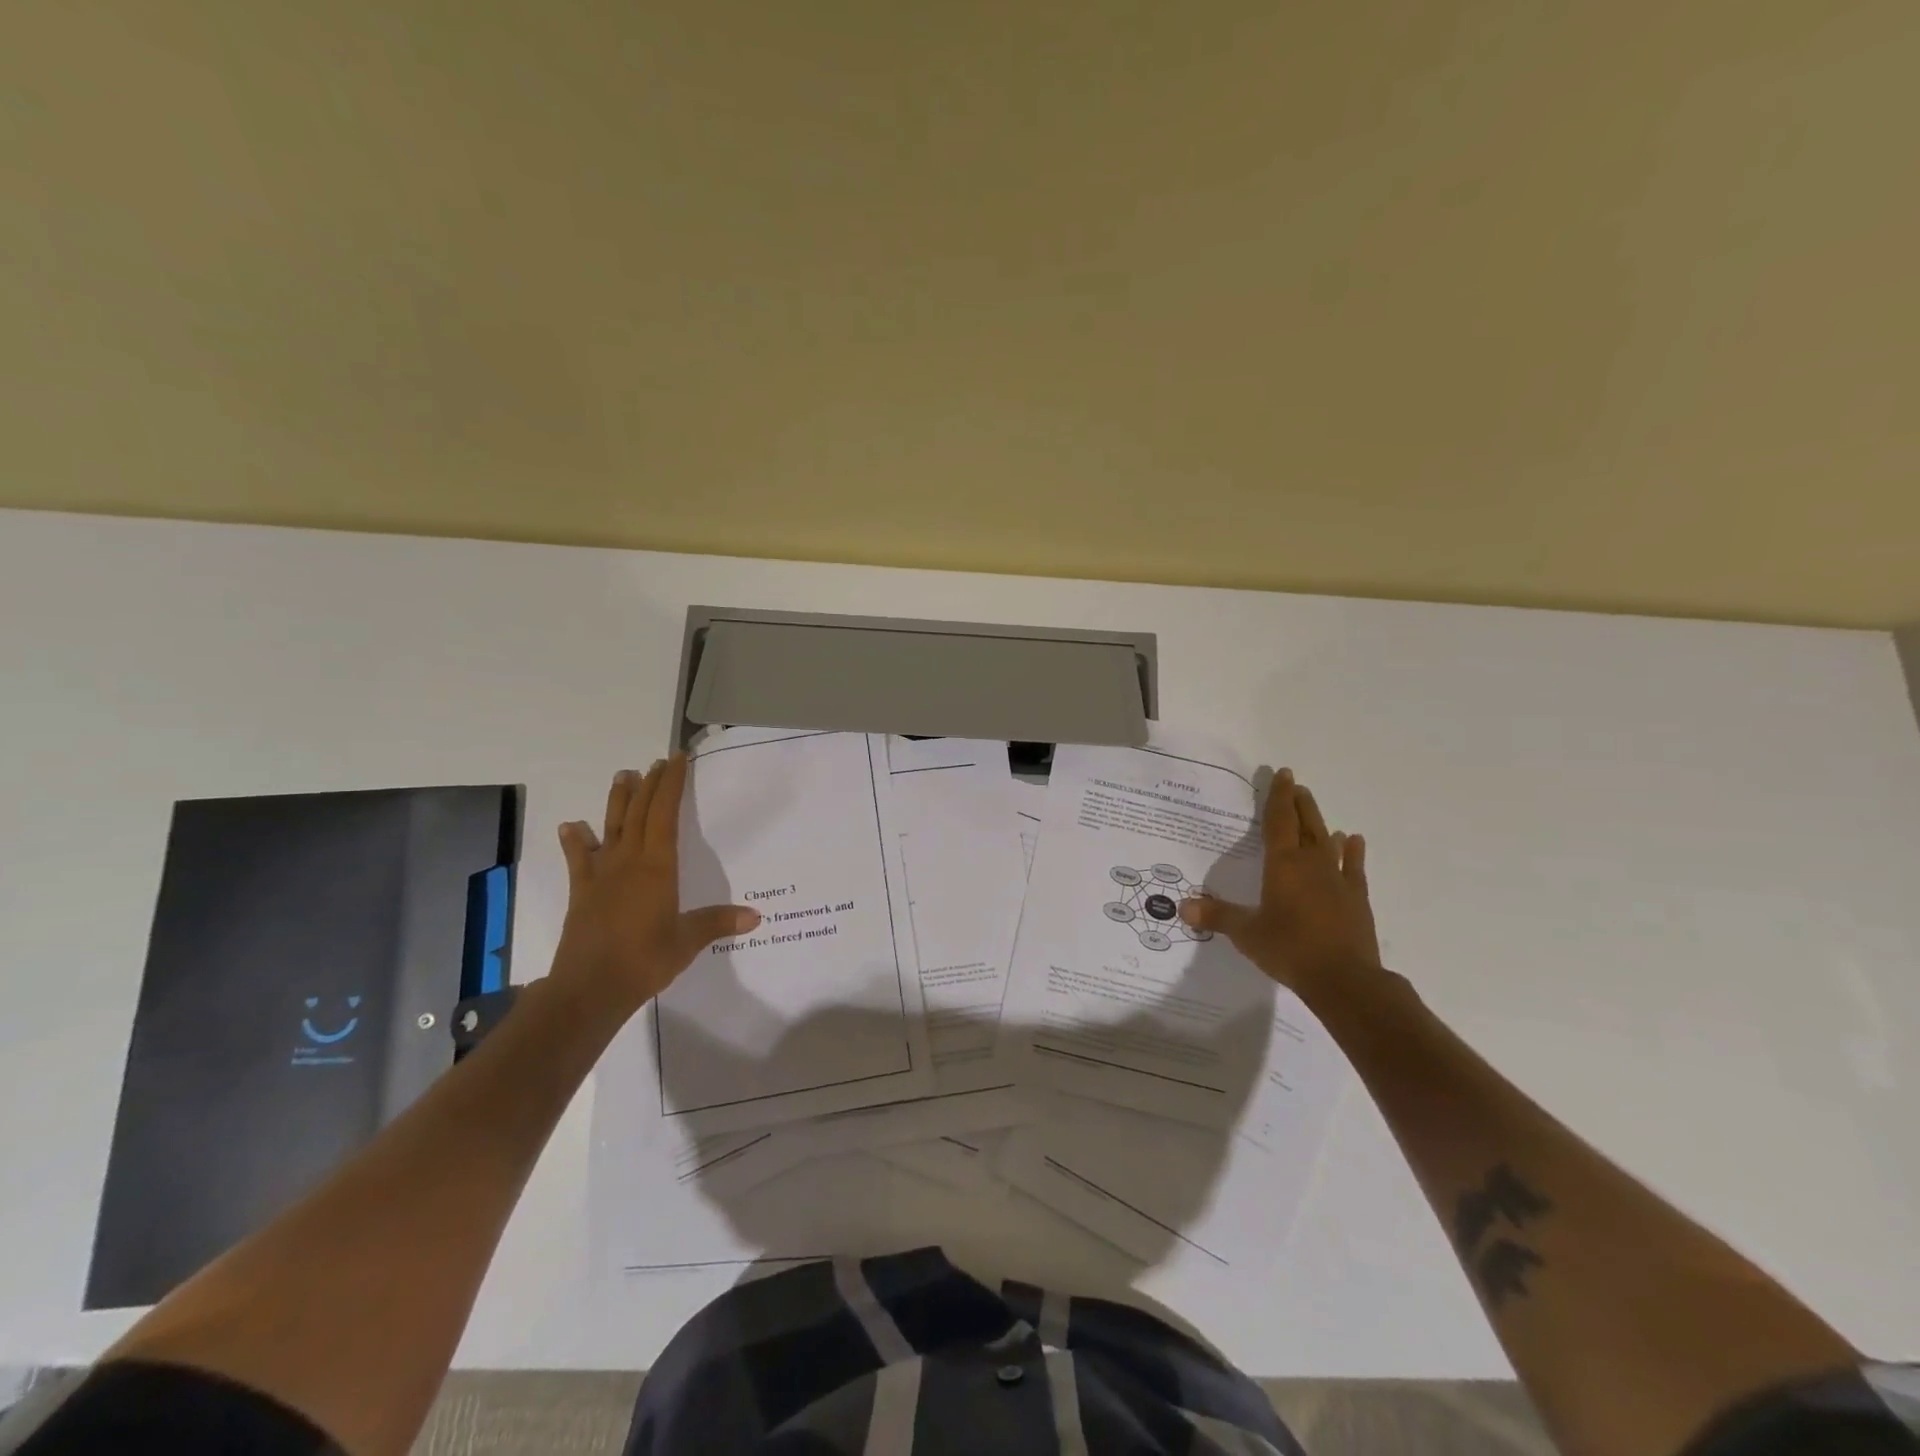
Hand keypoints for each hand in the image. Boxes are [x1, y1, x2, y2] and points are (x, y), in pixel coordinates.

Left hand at [549, 756, 760, 1017]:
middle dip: (650, 785)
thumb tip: (756, 916)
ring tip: (623, 776)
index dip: (671, 785)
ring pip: (611, 828)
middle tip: (658, 762)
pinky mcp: (582, 893)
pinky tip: (571, 827)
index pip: (665, 815)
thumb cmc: (644, 961)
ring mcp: (601, 876)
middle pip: (639, 813)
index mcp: (657, 867)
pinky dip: (576, 842)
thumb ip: (718, 922)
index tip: (677, 760)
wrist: (588, 989)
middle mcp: (628, 862)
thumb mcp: (687, 942)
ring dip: (617, 800)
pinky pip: (578, 860)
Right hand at [1179, 768, 1381, 997]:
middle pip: (1305, 825)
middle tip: (1295, 785)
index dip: (1278, 797)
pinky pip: (1354, 867)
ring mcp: (1338, 880)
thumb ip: (1217, 916)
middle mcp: (1311, 864)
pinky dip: (1352, 852)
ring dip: (1320, 823)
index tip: (1282, 775)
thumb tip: (1183, 907)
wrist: (1344, 980)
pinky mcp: (1356, 899)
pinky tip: (1352, 839)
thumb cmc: (1289, 949)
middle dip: (1298, 803)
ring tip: (1314, 808)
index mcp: (1282, 865)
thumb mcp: (1246, 934)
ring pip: (1328, 841)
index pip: (1279, 822)